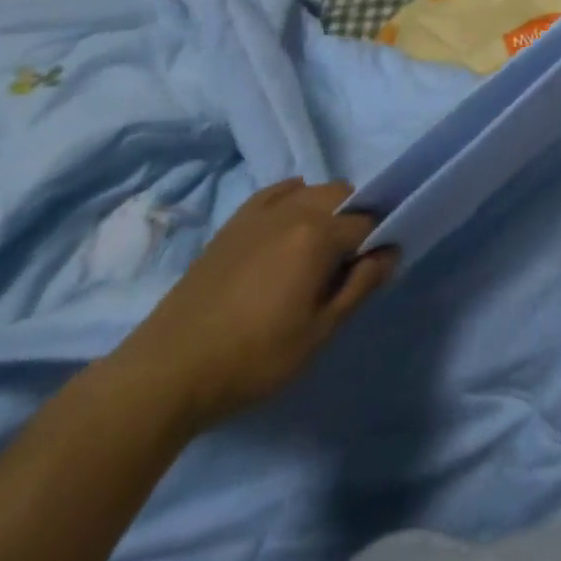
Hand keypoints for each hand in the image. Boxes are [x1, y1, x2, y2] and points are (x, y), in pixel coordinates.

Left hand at [105, 179, 394, 434]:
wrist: (169, 370)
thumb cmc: (253, 358)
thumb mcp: (318, 334)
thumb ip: (360, 287)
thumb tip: (390, 251)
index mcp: (319, 235)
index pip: (367, 221)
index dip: (377, 242)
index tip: (374, 268)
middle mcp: (294, 210)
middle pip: (343, 195)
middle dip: (355, 218)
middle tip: (346, 263)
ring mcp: (262, 212)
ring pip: (313, 190)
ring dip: (327, 208)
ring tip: (317, 251)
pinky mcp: (235, 222)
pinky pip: (279, 192)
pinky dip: (295, 197)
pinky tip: (292, 222)